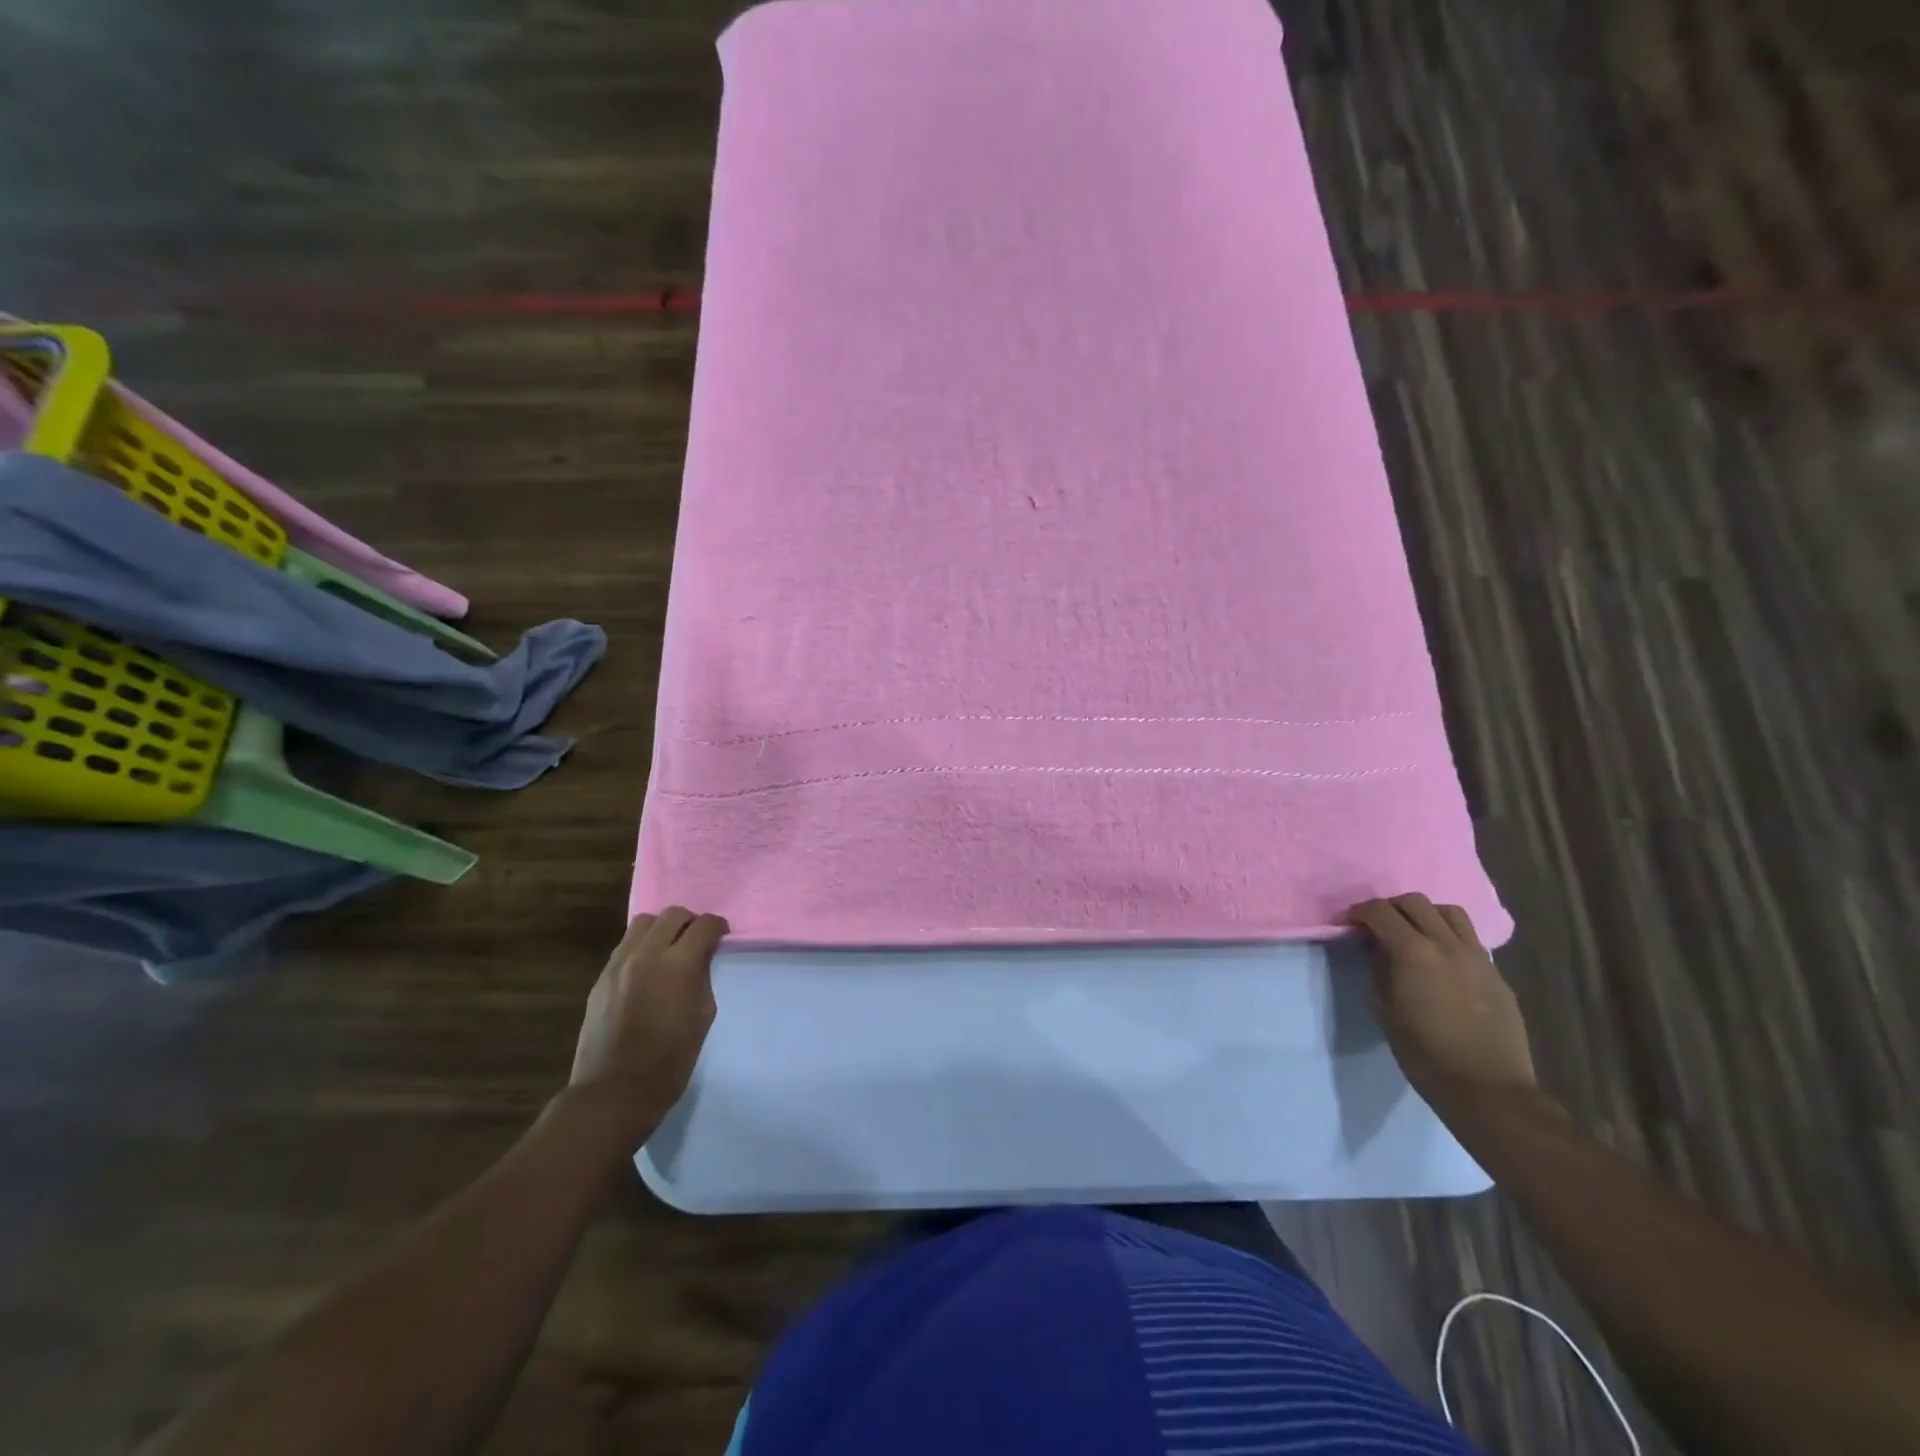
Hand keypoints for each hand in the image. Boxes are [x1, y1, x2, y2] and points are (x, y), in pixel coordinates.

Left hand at [569, 907, 727, 1133]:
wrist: (614, 1092)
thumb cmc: (670, 1061)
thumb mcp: (703, 1016)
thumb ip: (702, 978)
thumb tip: (699, 960)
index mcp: (678, 965)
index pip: (704, 925)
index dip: (718, 927)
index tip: (722, 937)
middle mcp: (646, 954)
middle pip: (673, 914)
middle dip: (691, 923)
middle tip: (698, 942)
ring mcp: (618, 964)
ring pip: (644, 923)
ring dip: (663, 929)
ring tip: (670, 949)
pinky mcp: (601, 978)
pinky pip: (625, 945)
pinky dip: (642, 946)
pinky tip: (648, 969)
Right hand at [1347, 893, 1535, 1112]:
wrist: (1487, 1088)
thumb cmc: (1424, 1053)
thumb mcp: (1385, 1010)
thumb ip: (1379, 969)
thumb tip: (1377, 948)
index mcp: (1414, 952)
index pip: (1380, 912)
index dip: (1360, 912)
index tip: (1350, 924)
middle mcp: (1447, 944)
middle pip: (1415, 902)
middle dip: (1391, 908)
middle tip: (1378, 926)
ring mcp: (1477, 956)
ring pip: (1449, 912)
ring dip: (1425, 914)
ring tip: (1414, 934)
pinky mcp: (1496, 973)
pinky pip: (1469, 938)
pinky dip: (1449, 936)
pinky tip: (1442, 960)